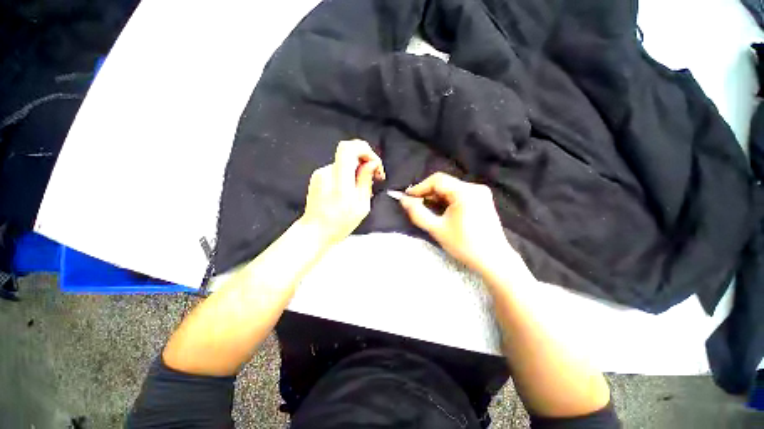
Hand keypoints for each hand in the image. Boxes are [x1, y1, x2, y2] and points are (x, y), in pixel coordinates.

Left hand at [300, 139, 384, 246]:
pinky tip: (351, 190)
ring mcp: (321, 174)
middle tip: (374, 176)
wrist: (315, 232)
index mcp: (340, 182)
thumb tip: (371, 164)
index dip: (365, 150)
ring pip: (345, 162)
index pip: (349, 149)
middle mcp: (327, 174)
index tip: (374, 164)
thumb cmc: (338, 224)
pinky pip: (338, 169)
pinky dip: (348, 175)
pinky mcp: (318, 177)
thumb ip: (366, 181)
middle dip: (365, 161)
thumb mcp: (361, 206)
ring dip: (357, 170)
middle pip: (349, 152)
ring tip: (363, 188)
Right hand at [399, 172, 517, 273]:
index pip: (437, 180)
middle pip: (445, 183)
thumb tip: (403, 200)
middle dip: (428, 193)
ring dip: (436, 197)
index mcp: (465, 192)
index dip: (419, 187)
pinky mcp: (482, 200)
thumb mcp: (437, 229)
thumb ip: (417, 213)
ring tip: (427, 209)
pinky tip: (441, 211)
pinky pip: (459, 194)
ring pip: (451, 189)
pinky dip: (447, 200)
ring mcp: (481, 193)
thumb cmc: (464, 245)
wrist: (494, 260)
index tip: (407, 197)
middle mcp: (475, 187)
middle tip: (415, 205)